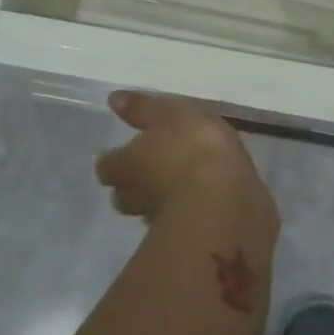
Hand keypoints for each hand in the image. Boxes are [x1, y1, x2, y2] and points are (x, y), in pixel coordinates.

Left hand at [94, 92, 278, 235]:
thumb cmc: (193, 148)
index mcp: (125, 165)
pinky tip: (206, 201)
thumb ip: (143, 109)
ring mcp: (159, 221)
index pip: (107, 165)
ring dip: (162, 200)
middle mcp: (134, 196)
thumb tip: (113, 98)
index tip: (129, 151)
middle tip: (155, 169)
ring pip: (151, 210)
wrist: (226, 201)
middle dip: (136, 183)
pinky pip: (182, 222)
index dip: (117, 158)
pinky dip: (189, 212)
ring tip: (184, 184)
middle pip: (124, 193)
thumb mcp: (170, 114)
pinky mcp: (188, 236)